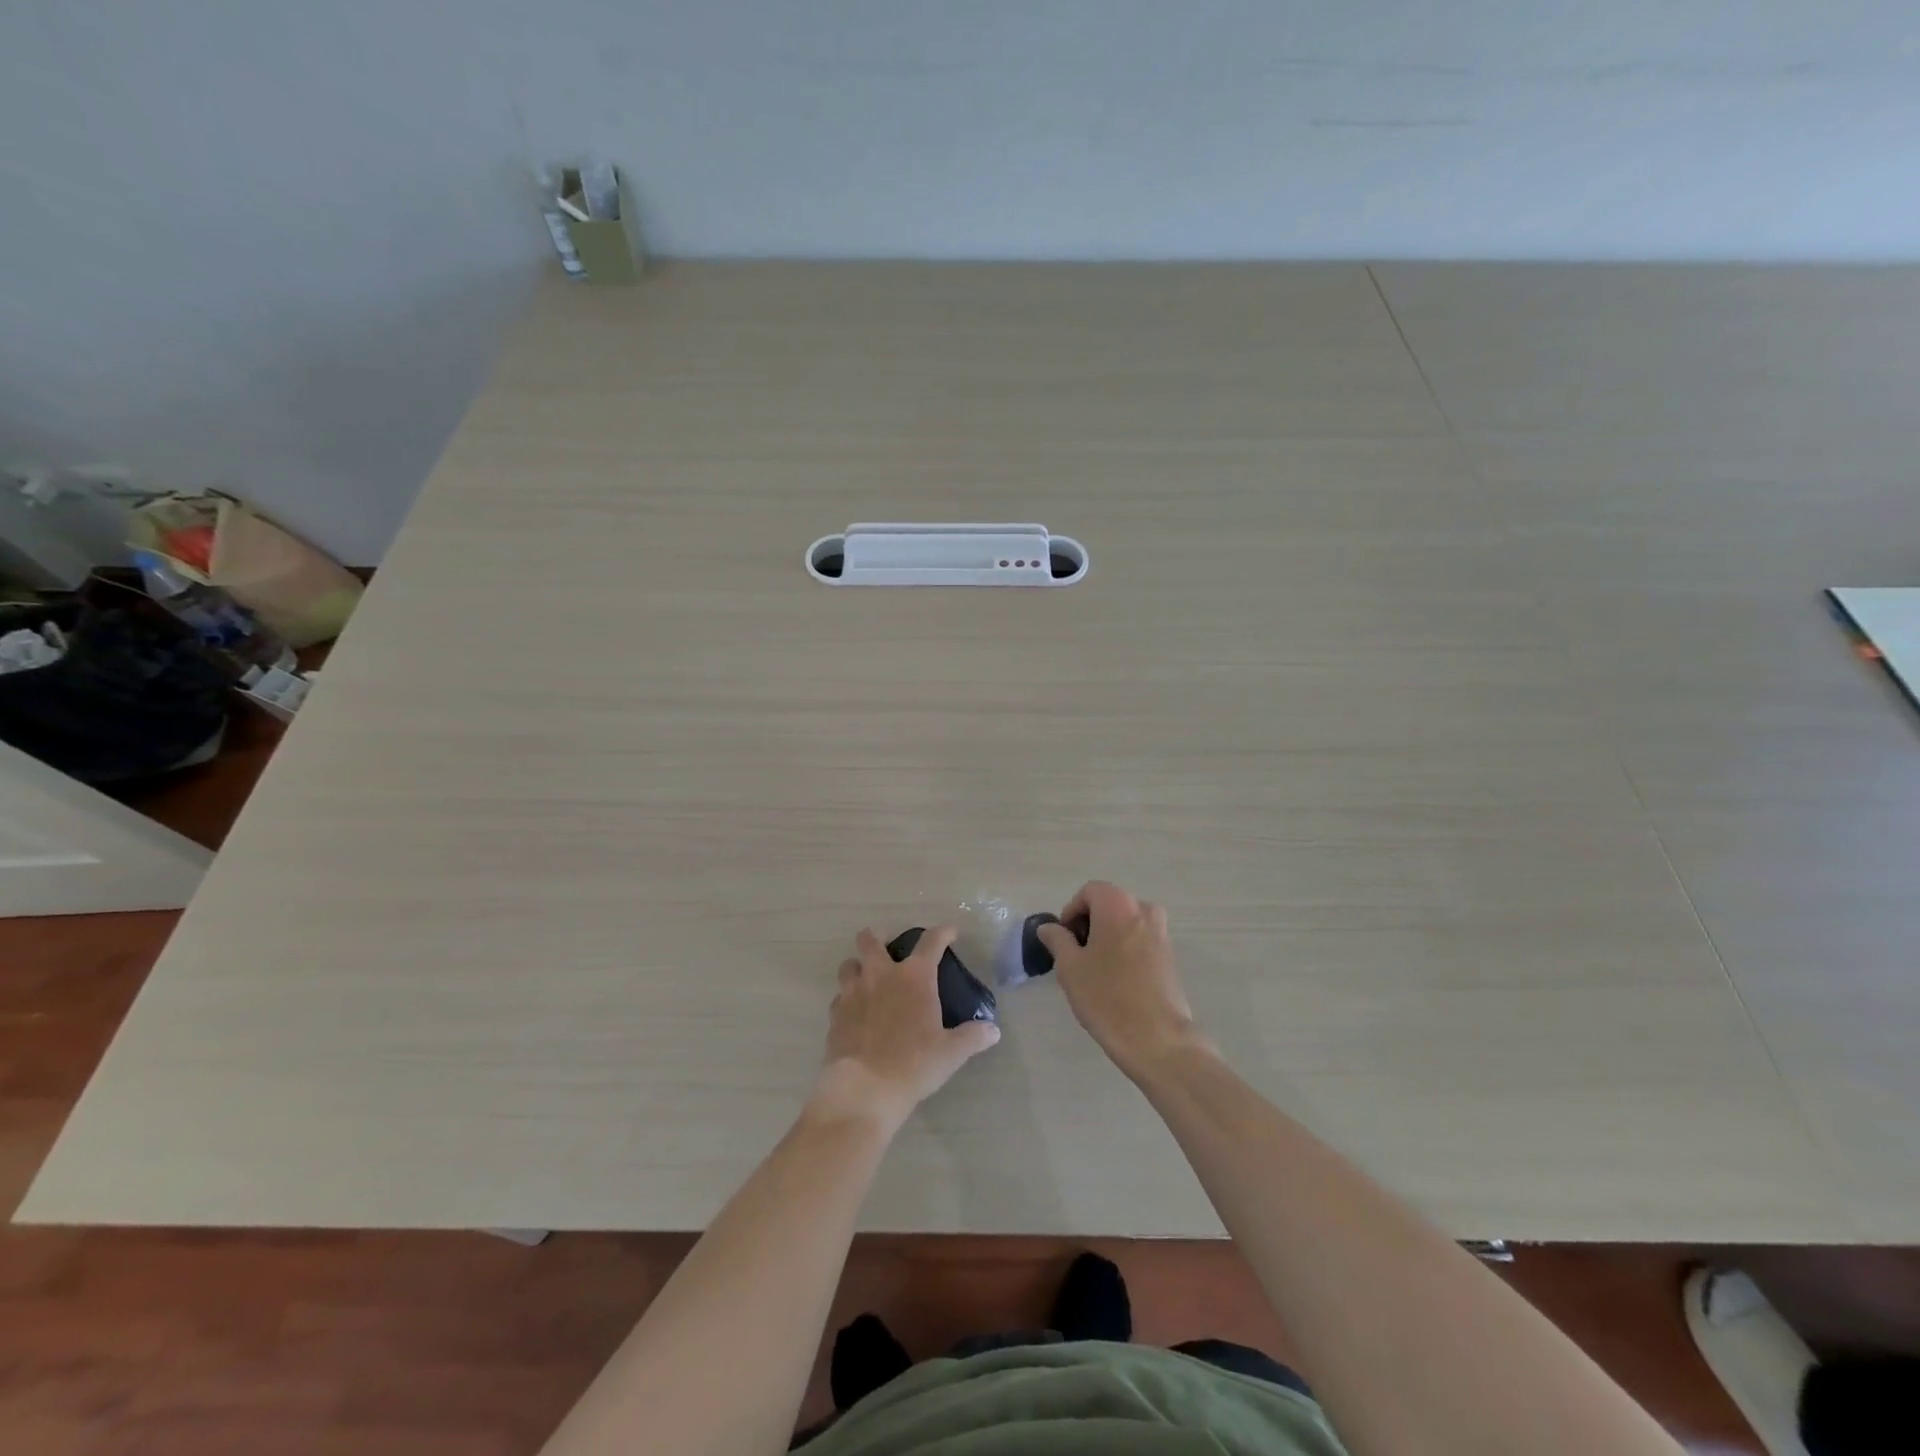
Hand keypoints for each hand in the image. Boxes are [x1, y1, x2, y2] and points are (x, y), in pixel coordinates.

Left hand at [811, 926, 999, 1131]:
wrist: (864, 1089)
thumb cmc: (913, 1065)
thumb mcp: (951, 1053)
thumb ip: (972, 1037)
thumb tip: (993, 1031)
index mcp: (913, 977)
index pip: (931, 941)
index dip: (942, 933)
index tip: (950, 933)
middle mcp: (880, 975)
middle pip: (870, 940)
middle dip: (878, 936)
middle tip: (888, 945)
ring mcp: (853, 993)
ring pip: (849, 964)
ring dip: (858, 966)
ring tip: (868, 978)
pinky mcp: (835, 1014)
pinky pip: (839, 996)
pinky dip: (847, 998)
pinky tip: (856, 1012)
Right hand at [1037, 881, 1207, 1077]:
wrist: (1157, 1039)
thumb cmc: (1107, 997)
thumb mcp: (1070, 967)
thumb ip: (1057, 940)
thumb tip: (1049, 928)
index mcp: (1118, 905)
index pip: (1089, 892)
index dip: (1071, 912)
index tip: (1063, 940)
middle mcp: (1144, 910)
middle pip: (1109, 905)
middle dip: (1089, 924)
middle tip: (1075, 956)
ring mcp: (1162, 933)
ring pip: (1125, 924)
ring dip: (1107, 938)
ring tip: (1094, 970)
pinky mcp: (1170, 957)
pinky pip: (1140, 941)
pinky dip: (1124, 951)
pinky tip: (1116, 981)